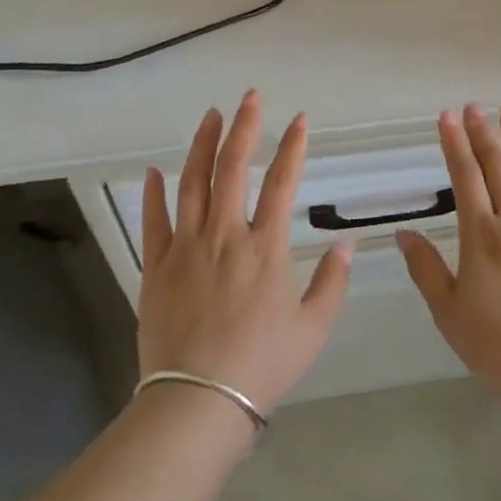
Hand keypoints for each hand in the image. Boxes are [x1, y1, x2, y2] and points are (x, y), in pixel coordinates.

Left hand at [136, 91, 354, 415]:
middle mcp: (226, 235)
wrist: (197, 402)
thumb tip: (347, 243)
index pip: (283, 182)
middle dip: (244, 128)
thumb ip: (332, 281)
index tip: (300, 120)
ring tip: (211, 116)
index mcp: (266, 247)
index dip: (293, 147)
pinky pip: (154, 222)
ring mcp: (186, 248)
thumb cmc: (262, 365)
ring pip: (193, 184)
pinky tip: (156, 171)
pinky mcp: (156, 267)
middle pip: (233, 168)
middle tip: (250, 97)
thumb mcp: (313, 328)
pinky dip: (155, 194)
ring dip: (203, 146)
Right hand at [397, 105, 500, 399]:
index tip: (447, 117)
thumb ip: (426, 268)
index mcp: (481, 233)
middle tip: (473, 107)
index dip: (454, 143)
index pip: (464, 175)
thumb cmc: (497, 343)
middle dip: (482, 131)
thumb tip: (404, 232)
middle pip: (497, 163)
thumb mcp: (448, 311)